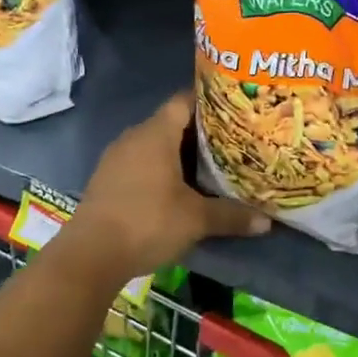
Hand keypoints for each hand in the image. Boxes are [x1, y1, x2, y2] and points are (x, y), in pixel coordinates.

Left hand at [66, 93, 269, 275]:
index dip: (209, 101)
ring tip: (211, 164)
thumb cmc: (147, 222)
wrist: (90, 255)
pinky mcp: (108, 180)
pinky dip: (161, 169)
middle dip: (200, 131)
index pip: (184, 101)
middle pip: (171, 122)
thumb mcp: (195, 220)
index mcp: (155, 133)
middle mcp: (134, 137)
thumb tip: (267, 222)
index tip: (234, 108)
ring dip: (180, 153)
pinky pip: (141, 162)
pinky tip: (179, 187)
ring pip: (155, 144)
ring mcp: (117, 158)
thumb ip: (231, 216)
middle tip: (232, 140)